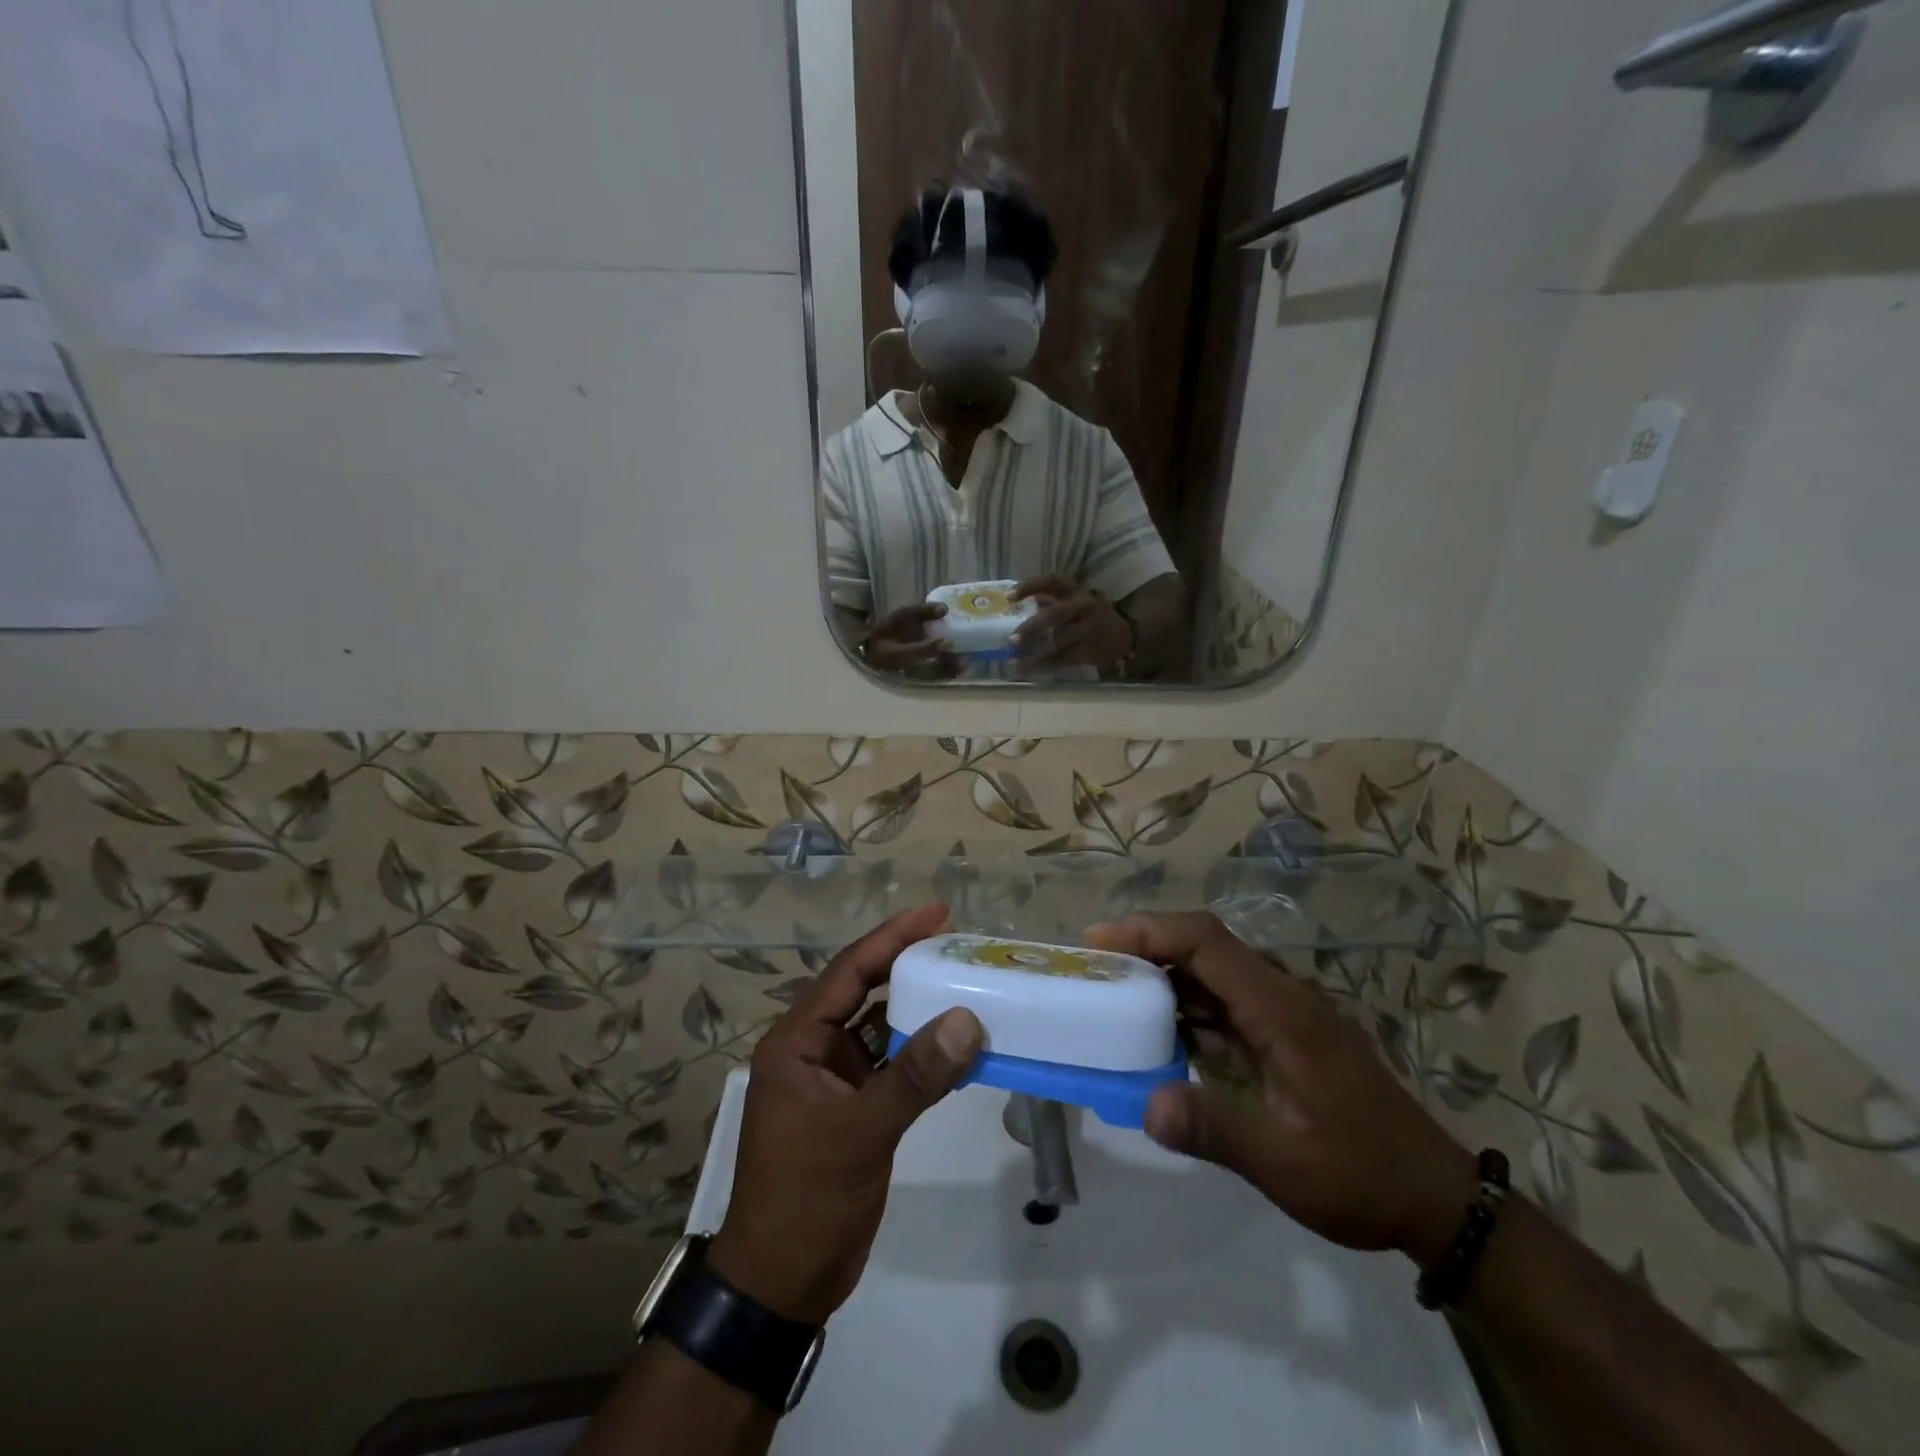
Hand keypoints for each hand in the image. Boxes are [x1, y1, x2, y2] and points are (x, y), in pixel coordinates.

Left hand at [709, 903, 984, 1324]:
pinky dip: (921, 1052)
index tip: (936, 912)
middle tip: (956, 941)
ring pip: (881, 1027)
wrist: (781, 1284)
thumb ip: (914, 1077)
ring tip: (963, 982)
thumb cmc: (805, 1199)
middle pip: (864, 990)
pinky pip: (891, 1064)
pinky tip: (956, 1043)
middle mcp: (812, 1050)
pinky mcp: (853, 1108)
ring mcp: (833, 1080)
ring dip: (918, 1008)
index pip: (848, 971)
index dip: (891, 937)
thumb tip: (967, 1021)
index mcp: (796, 1042)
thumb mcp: (859, 1133)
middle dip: (906, 963)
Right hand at [859, 604, 959, 679]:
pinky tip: (960, 669)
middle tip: (964, 659)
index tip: (944, 641)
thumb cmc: (887, 630)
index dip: (926, 648)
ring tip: (966, 664)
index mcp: (891, 652)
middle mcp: (899, 669)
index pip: (909, 652)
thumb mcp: (899, 617)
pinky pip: (932, 680)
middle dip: (943, 666)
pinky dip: (946, 675)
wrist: (874, 649)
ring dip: (948, 672)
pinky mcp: (915, 680)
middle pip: (922, 671)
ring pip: (929, 678)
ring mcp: (907, 677)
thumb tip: (944, 608)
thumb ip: (920, 612)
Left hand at [1012, 575, 1132, 670]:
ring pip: (1058, 642)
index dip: (1031, 585)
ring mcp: (1089, 629)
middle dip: (1031, 627)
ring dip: (1034, 653)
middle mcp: (1084, 607)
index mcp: (1077, 591)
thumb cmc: (1092, 616)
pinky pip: (1064, 659)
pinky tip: (1028, 671)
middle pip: (1055, 614)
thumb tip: (1016, 600)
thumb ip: (1050, 600)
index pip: (1053, 581)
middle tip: (1011, 639)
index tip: (1009, 596)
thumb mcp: (1075, 602)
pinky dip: (1044, 666)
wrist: (1126, 634)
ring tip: (1013, 661)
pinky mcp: (1090, 650)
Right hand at [1086, 913, 1478, 1265]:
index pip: (1207, 942)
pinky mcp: (1282, 1037)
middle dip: (1146, 949)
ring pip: (1211, 974)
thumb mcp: (1285, 1162)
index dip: (1150, 931)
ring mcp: (1283, 1016)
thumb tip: (1145, 1104)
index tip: (1099, 942)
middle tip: (1094, 970)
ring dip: (1162, 978)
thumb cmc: (1362, 1174)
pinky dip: (1184, 1010)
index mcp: (1281, 1010)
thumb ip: (1215, 1129)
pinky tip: (1159, 1036)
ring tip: (1113, 997)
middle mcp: (1280, 997)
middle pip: (1204, 947)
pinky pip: (1223, 1005)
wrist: (1434, 1199)